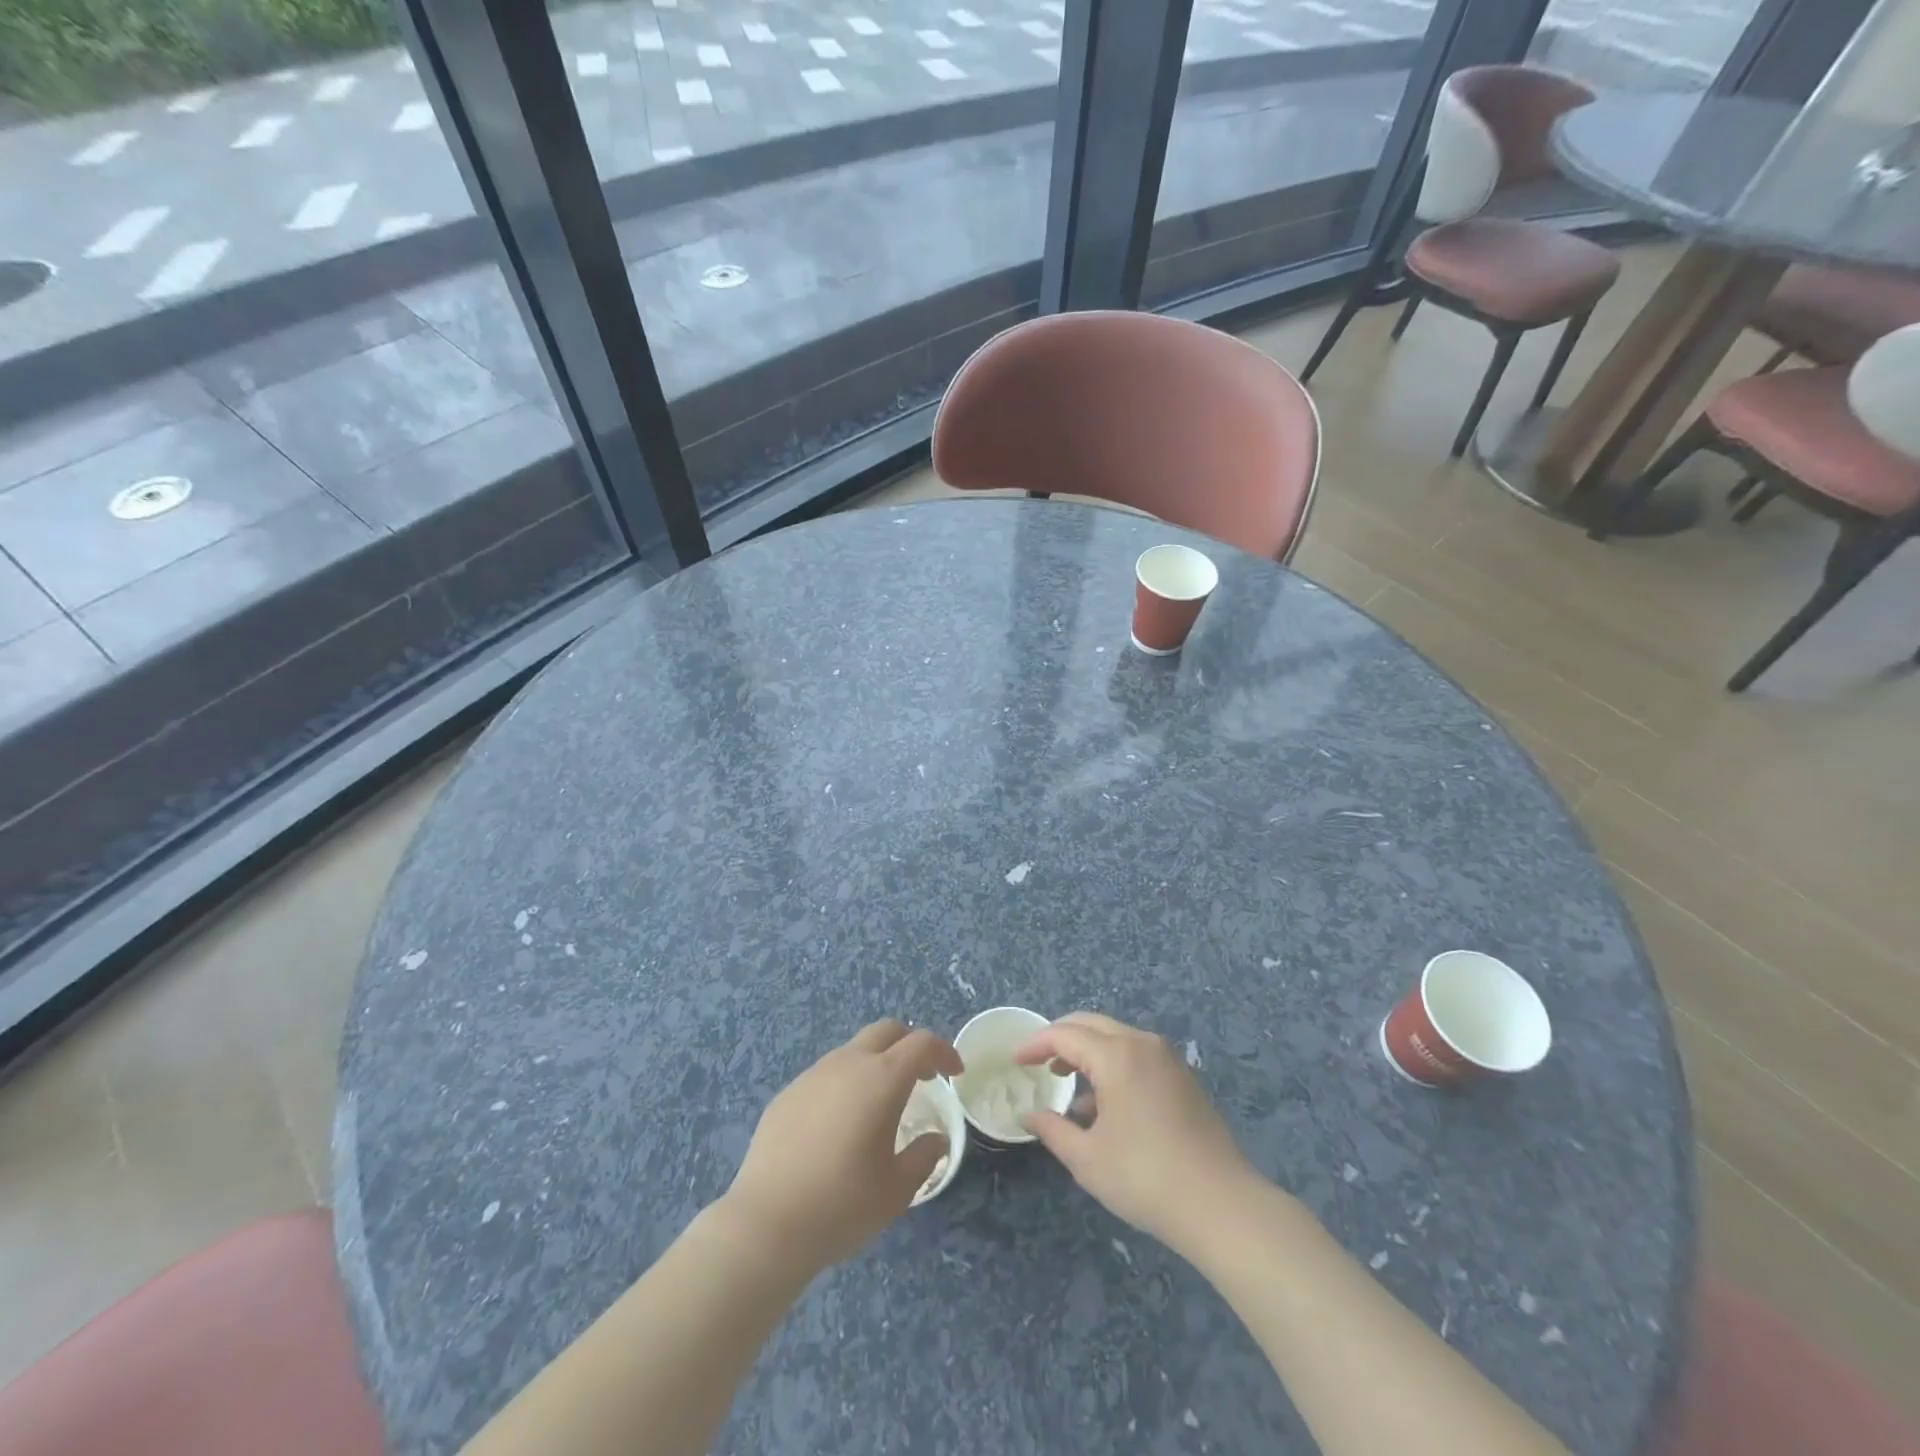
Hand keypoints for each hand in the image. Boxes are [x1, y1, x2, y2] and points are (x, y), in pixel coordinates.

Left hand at [724, 1019, 962, 1273]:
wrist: (766, 1224)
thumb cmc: (841, 1205)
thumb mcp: (896, 1190)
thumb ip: (924, 1156)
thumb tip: (936, 1139)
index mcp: (881, 1079)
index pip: (921, 1043)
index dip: (944, 1051)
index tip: (955, 1074)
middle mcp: (848, 1064)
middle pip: (887, 1031)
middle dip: (910, 1045)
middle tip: (923, 1077)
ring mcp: (813, 1074)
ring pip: (854, 1050)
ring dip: (876, 1063)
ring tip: (881, 1103)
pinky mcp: (788, 1093)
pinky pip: (826, 1074)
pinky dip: (846, 1083)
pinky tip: (840, 1124)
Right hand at [1016, 1012, 1254, 1252]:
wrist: (1222, 1205)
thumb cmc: (1146, 1178)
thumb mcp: (1087, 1158)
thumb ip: (1053, 1130)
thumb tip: (1029, 1115)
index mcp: (1117, 1055)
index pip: (1065, 1035)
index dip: (1036, 1044)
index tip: (1016, 1060)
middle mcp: (1143, 1044)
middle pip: (1091, 1025)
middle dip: (1061, 1039)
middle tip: (1038, 1062)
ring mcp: (1168, 1059)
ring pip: (1116, 1038)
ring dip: (1087, 1051)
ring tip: (1067, 1083)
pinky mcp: (1183, 1078)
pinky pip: (1137, 1055)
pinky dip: (1112, 1064)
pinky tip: (1104, 1104)